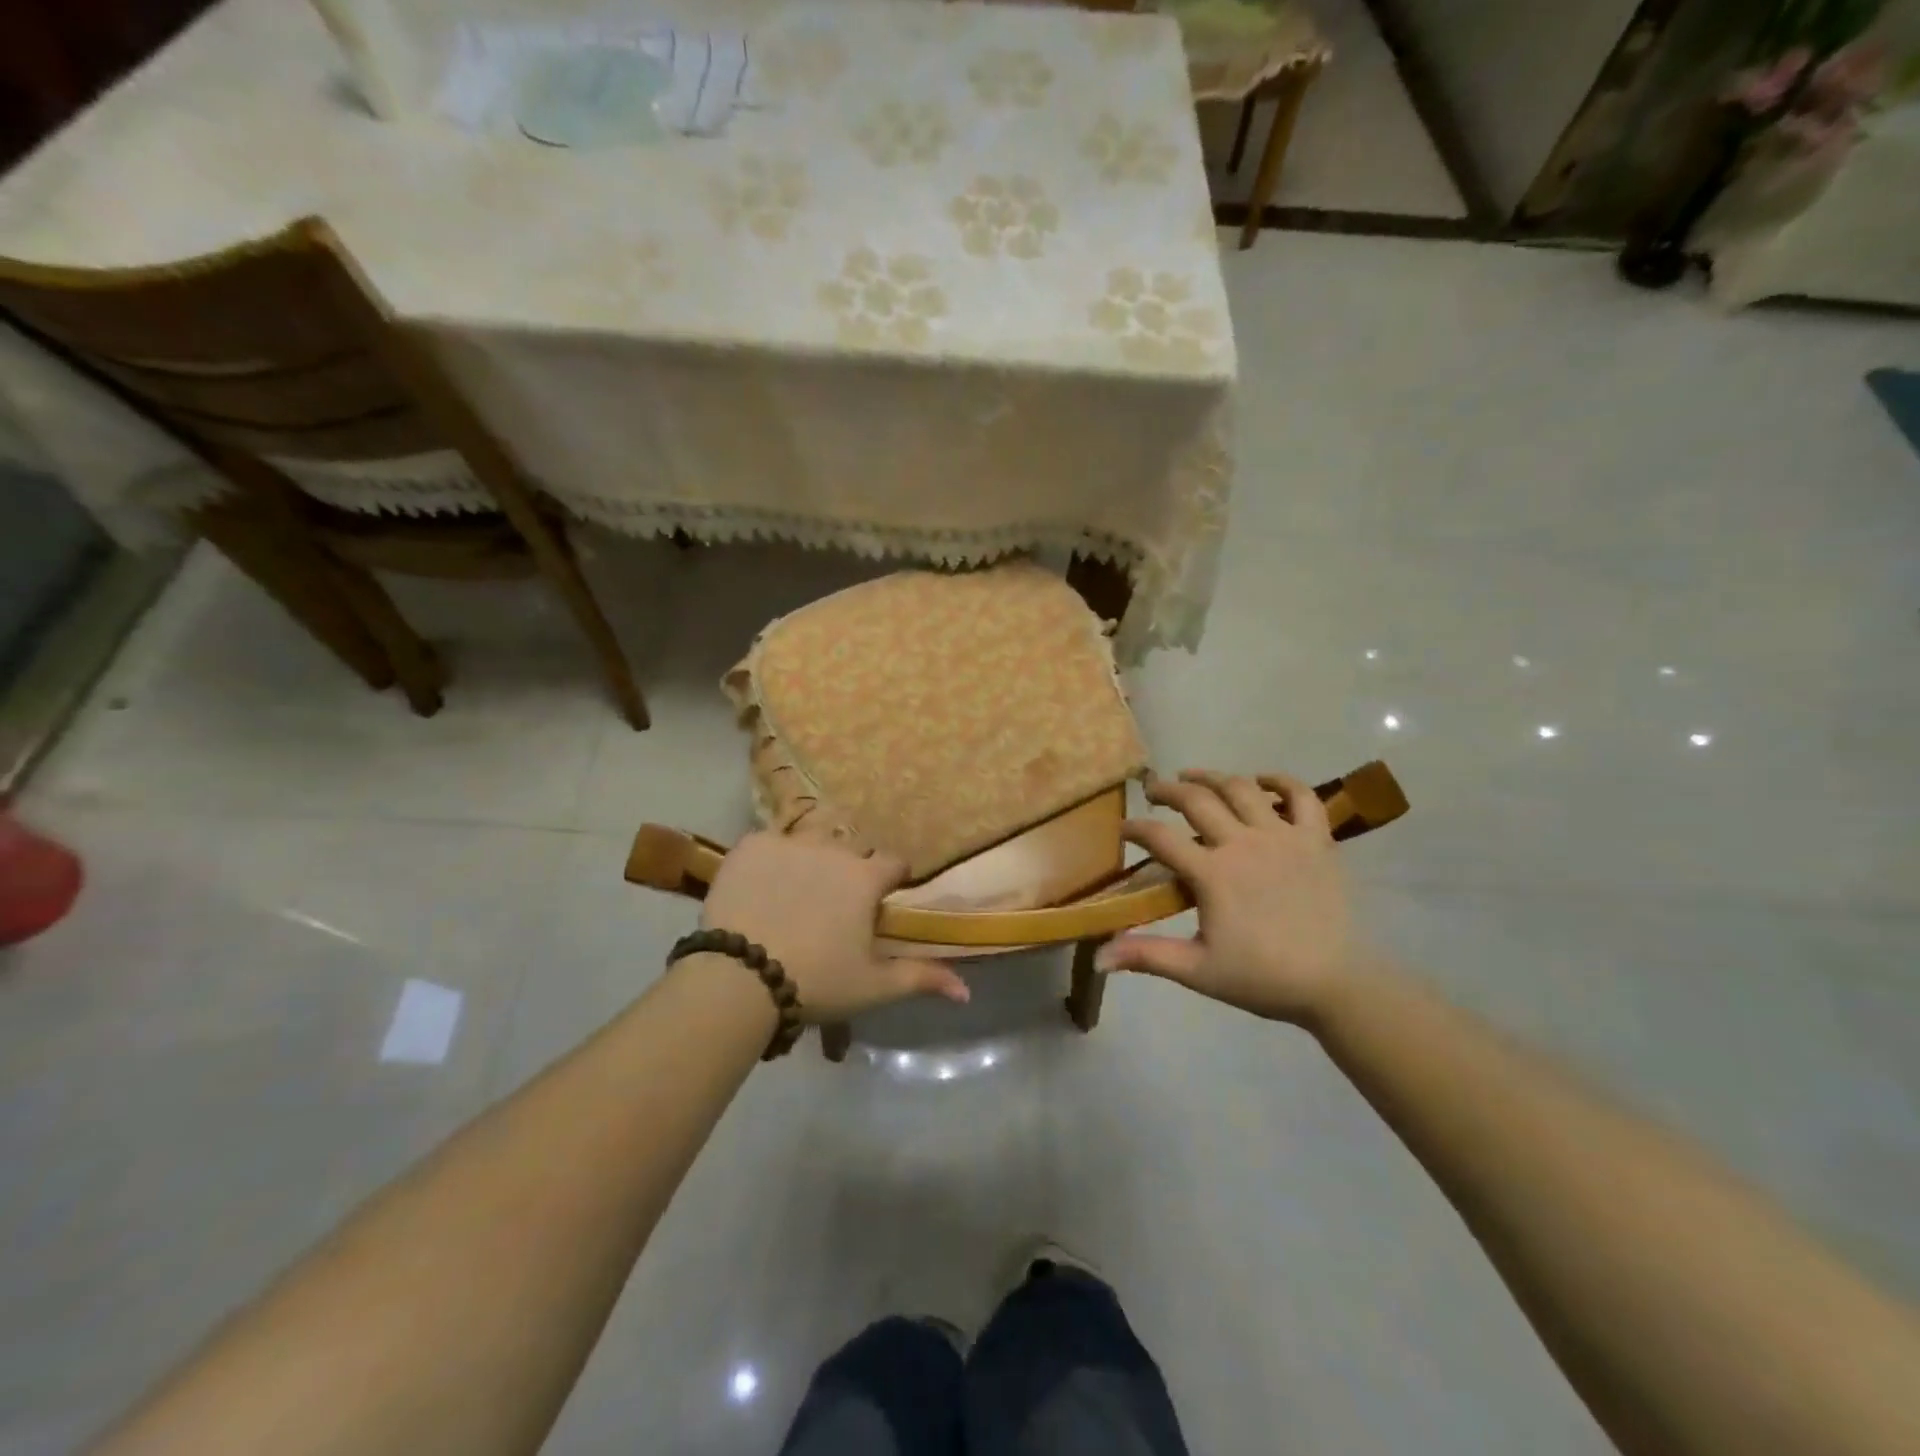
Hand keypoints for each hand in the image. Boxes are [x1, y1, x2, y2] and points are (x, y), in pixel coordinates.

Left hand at [699, 832, 969, 1022]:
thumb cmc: (816, 981)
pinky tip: (760, 886)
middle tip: (833, 903)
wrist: (739, 978)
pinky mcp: (750, 846)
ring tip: (795, 889)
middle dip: (849, 869)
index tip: (880, 901)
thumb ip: (922, 978)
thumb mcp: (873, 986)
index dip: (890, 881)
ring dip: (810, 857)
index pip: (894, 862)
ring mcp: (789, 842)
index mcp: (865, 877)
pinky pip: (768, 842)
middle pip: (851, 848)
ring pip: (809, 839)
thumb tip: (967, 991)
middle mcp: (832, 849)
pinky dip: (769, 859)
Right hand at [1095, 770, 1353, 1022]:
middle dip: (1167, 790)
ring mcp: (1283, 836)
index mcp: (1212, 873)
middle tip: (1152, 791)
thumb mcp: (1197, 970)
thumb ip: (1147, 956)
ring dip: (1212, 777)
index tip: (1123, 829)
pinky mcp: (1316, 839)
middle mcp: (1243, 843)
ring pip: (1241, 788)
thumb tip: (1098, 958)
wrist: (1335, 983)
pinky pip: (1301, 796)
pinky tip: (1262, 780)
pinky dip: (1280, 781)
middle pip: (1196, 800)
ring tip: (1193, 777)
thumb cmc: (1262, 977)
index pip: (1160, 838)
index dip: (1135, 828)